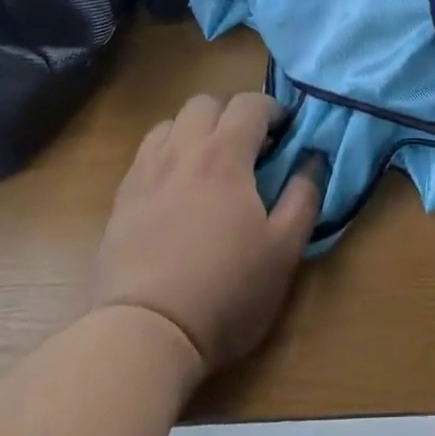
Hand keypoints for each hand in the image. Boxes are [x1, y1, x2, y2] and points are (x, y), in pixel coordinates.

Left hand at [92, 93, 321, 382]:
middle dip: (232, 113)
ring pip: (170, 124)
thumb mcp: (284, 250)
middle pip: (205, 103)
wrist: (144, 333)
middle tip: (250, 146)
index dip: (273, 108)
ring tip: (210, 163)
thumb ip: (304, 197)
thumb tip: (313, 160)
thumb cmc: (225, 290)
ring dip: (195, 130)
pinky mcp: (121, 200)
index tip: (287, 131)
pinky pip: (146, 155)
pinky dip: (167, 154)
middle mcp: (182, 152)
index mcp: (224, 156)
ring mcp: (145, 174)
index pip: (250, 104)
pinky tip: (177, 188)